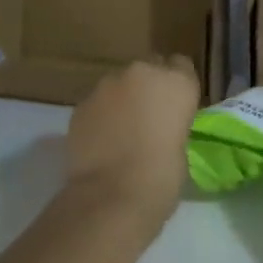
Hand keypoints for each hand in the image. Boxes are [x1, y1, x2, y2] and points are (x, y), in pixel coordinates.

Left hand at [64, 56, 199, 216]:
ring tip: (121, 133)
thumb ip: (171, 124)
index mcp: (177, 82)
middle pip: (148, 69)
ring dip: (122, 100)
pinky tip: (101, 142)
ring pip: (118, 84)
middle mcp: (142, 73)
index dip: (177, 86)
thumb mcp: (181, 146)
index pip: (181, 66)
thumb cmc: (162, 177)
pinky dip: (101, 116)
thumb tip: (158, 127)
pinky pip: (97, 103)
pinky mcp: (81, 103)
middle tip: (148, 119)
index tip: (175, 107)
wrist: (111, 196)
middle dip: (148, 88)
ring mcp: (107, 85)